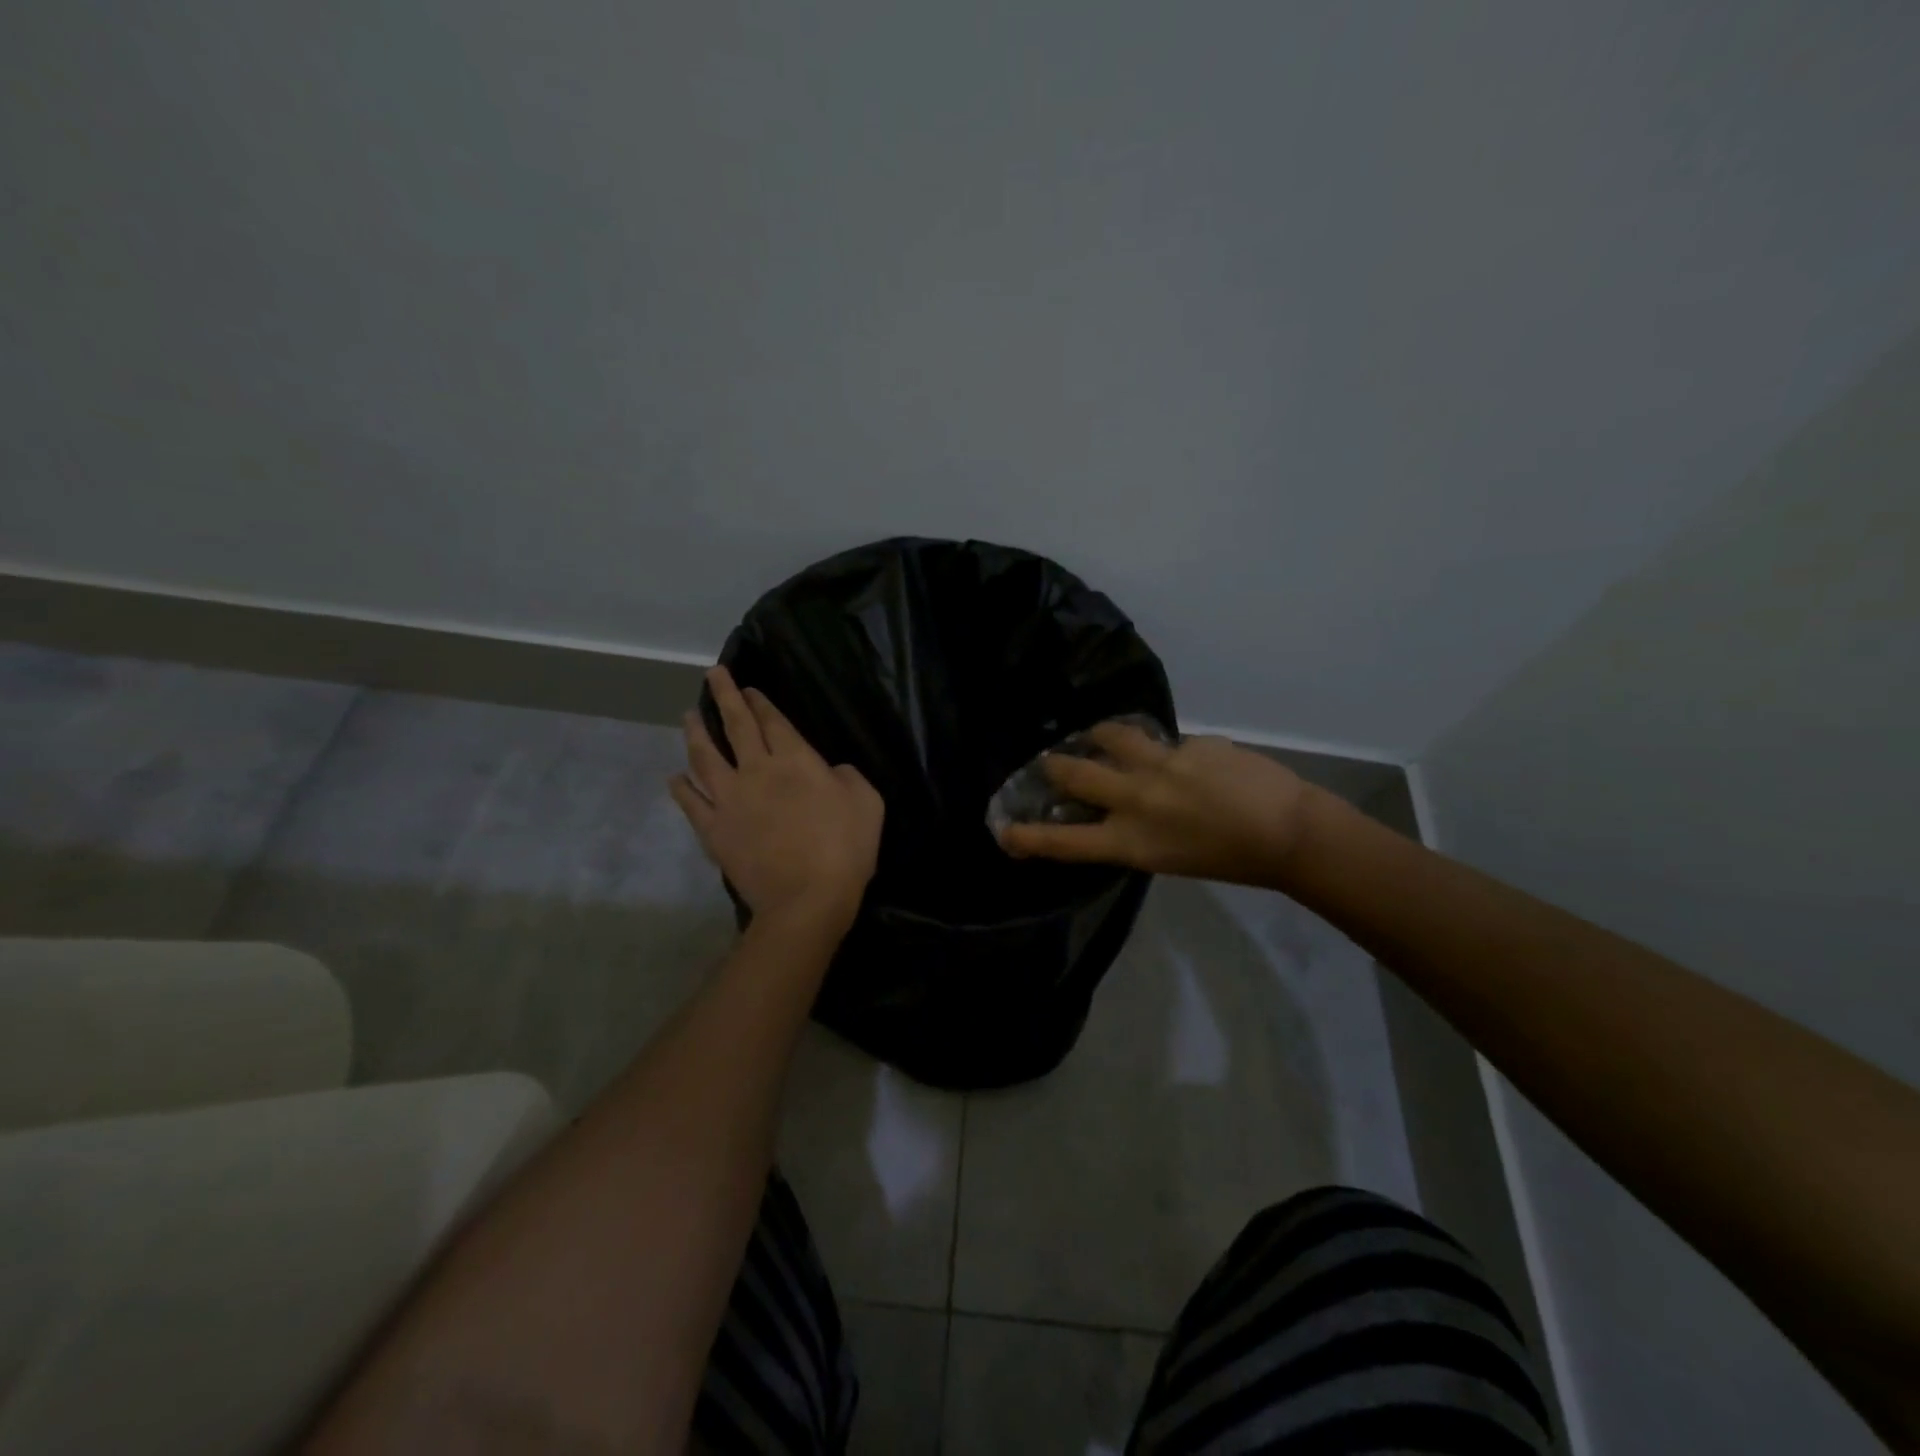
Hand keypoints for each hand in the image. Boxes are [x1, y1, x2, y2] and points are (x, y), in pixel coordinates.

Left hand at [671, 667, 883, 933]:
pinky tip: (676, 777)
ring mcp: (729, 799)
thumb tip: (830, 770)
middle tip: (712, 675)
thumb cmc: (845, 848)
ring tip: (689, 716)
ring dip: (695, 733)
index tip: (747, 687)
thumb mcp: (867, 801)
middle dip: (724, 696)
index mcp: (795, 760)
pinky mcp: (714, 829)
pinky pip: (691, 802)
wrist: (806, 899)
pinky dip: (682, 787)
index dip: (759, 701)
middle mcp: (756, 770)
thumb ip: (847, 776)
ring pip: (704, 757)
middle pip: (735, 726)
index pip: (772, 721)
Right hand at [997, 722, 1314, 887]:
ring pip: (1112, 735)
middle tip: (1049, 761)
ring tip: (1100, 735)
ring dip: (1100, 735)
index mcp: (1131, 841)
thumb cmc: (1230, 860)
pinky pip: (1168, 742)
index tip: (1004, 830)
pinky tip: (1188, 759)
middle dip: (1055, 766)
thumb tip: (1123, 801)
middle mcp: (1136, 799)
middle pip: (1075, 774)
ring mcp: (1162, 765)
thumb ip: (1137, 830)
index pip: (1065, 841)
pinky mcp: (1189, 743)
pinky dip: (1168, 750)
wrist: (1289, 832)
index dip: (1029, 836)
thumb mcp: (1169, 857)